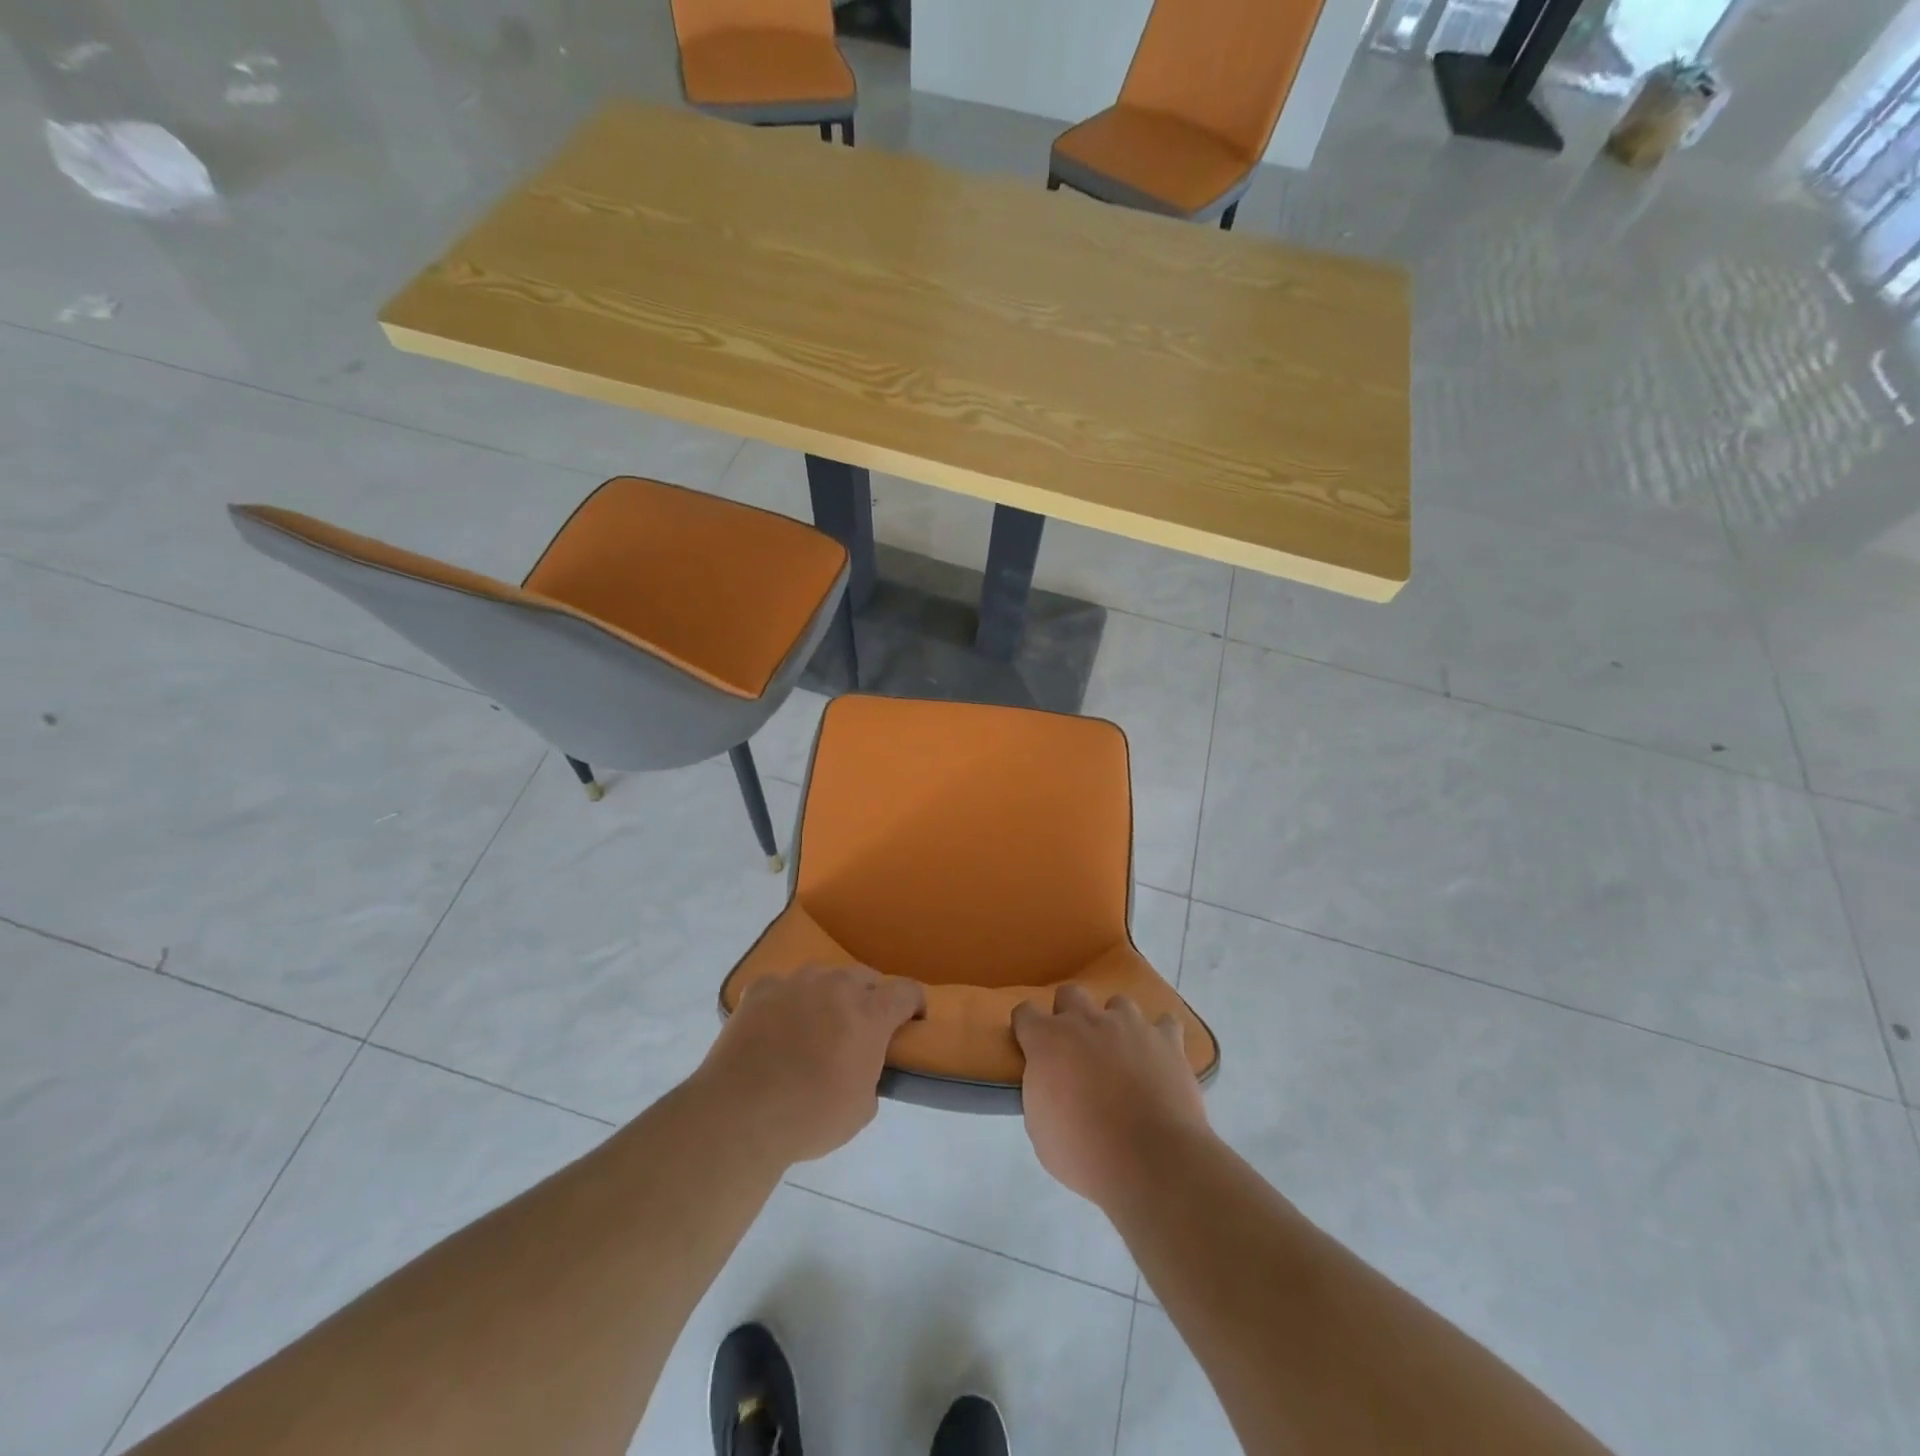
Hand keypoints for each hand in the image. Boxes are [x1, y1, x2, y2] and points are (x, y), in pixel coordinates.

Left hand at [699, 963, 923, 1165]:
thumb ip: (872, 1073)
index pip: (907, 991)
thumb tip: (861, 1063)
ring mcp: (795, 982)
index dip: (913, 1006)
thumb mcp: (862, 1108)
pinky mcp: (760, 988)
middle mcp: (836, 985)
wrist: (739, 1115)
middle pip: (865, 978)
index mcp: (870, 1013)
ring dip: (829, 996)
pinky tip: (777, 1028)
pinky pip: (784, 987)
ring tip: (815, 1027)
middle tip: (860, 1031)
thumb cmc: (810, 1117)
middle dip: (870, 999)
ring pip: (824, 977)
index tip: (910, 1024)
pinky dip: (788, 1002)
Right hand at [1013, 984, 1210, 1210]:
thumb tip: (1050, 1083)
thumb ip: (1041, 1092)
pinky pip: (1165, 1024)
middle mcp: (1086, 1021)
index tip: (1031, 1047)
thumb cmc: (1084, 1152)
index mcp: (1048, 1040)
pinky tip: (1160, 1057)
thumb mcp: (1041, 1128)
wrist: (1151, 1160)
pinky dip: (1161, 1037)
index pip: (1025, 1012)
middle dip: (1070, 1014)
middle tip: (1077, 1049)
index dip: (1026, 1028)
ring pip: (1118, 1003)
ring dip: (1116, 1024)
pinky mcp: (1167, 1040)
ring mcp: (1130, 1025)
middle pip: (1070, 994)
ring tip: (1122, 1054)